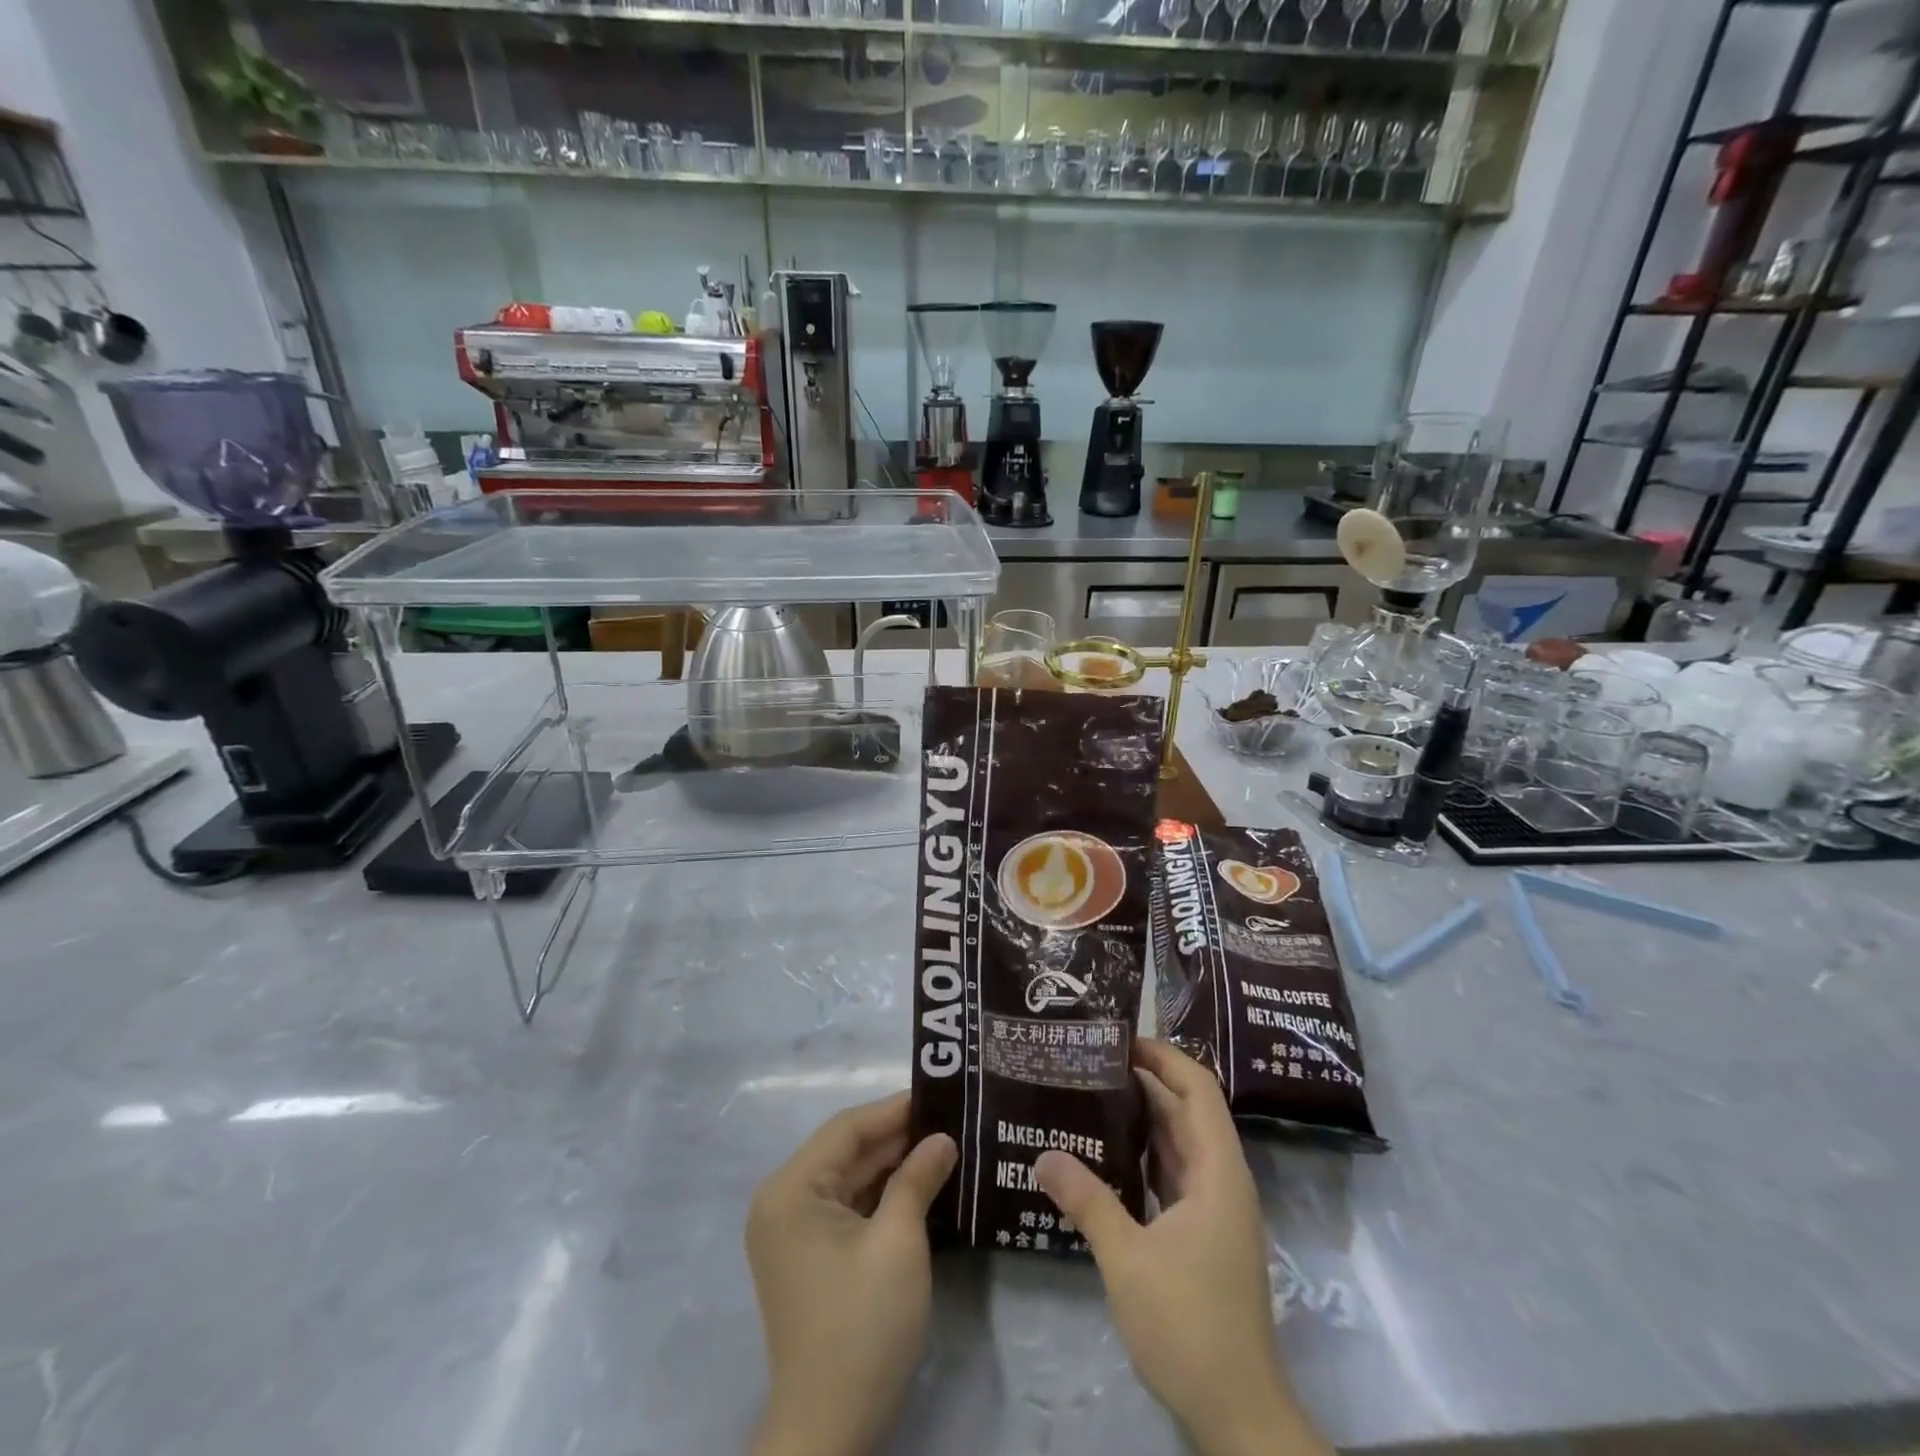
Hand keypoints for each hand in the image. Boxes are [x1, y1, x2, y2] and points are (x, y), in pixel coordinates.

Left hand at [746, 1091, 957, 1455]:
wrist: (829, 1429)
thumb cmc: (862, 1325)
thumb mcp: (898, 1242)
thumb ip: (918, 1178)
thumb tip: (942, 1139)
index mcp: (791, 1189)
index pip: (847, 1128)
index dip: (894, 1109)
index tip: (940, 1095)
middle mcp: (782, 1201)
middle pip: (846, 1151)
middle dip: (896, 1137)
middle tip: (949, 1120)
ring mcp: (791, 1231)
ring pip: (848, 1179)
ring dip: (891, 1165)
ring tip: (942, 1145)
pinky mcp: (806, 1256)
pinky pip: (845, 1207)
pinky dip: (880, 1195)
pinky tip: (918, 1185)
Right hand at [1035, 1039, 1330, 1455]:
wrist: (1237, 1412)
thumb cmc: (1189, 1324)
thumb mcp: (1127, 1258)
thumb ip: (1086, 1200)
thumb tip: (1042, 1154)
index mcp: (1218, 1172)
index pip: (1199, 1089)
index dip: (1164, 1057)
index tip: (1119, 1040)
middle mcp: (1221, 1180)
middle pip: (1186, 1111)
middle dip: (1143, 1082)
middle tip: (1089, 1064)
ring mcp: (1214, 1210)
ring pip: (1178, 1144)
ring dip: (1140, 1120)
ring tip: (1089, 1097)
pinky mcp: (1203, 1235)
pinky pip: (1172, 1176)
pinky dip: (1142, 1158)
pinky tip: (1104, 1157)